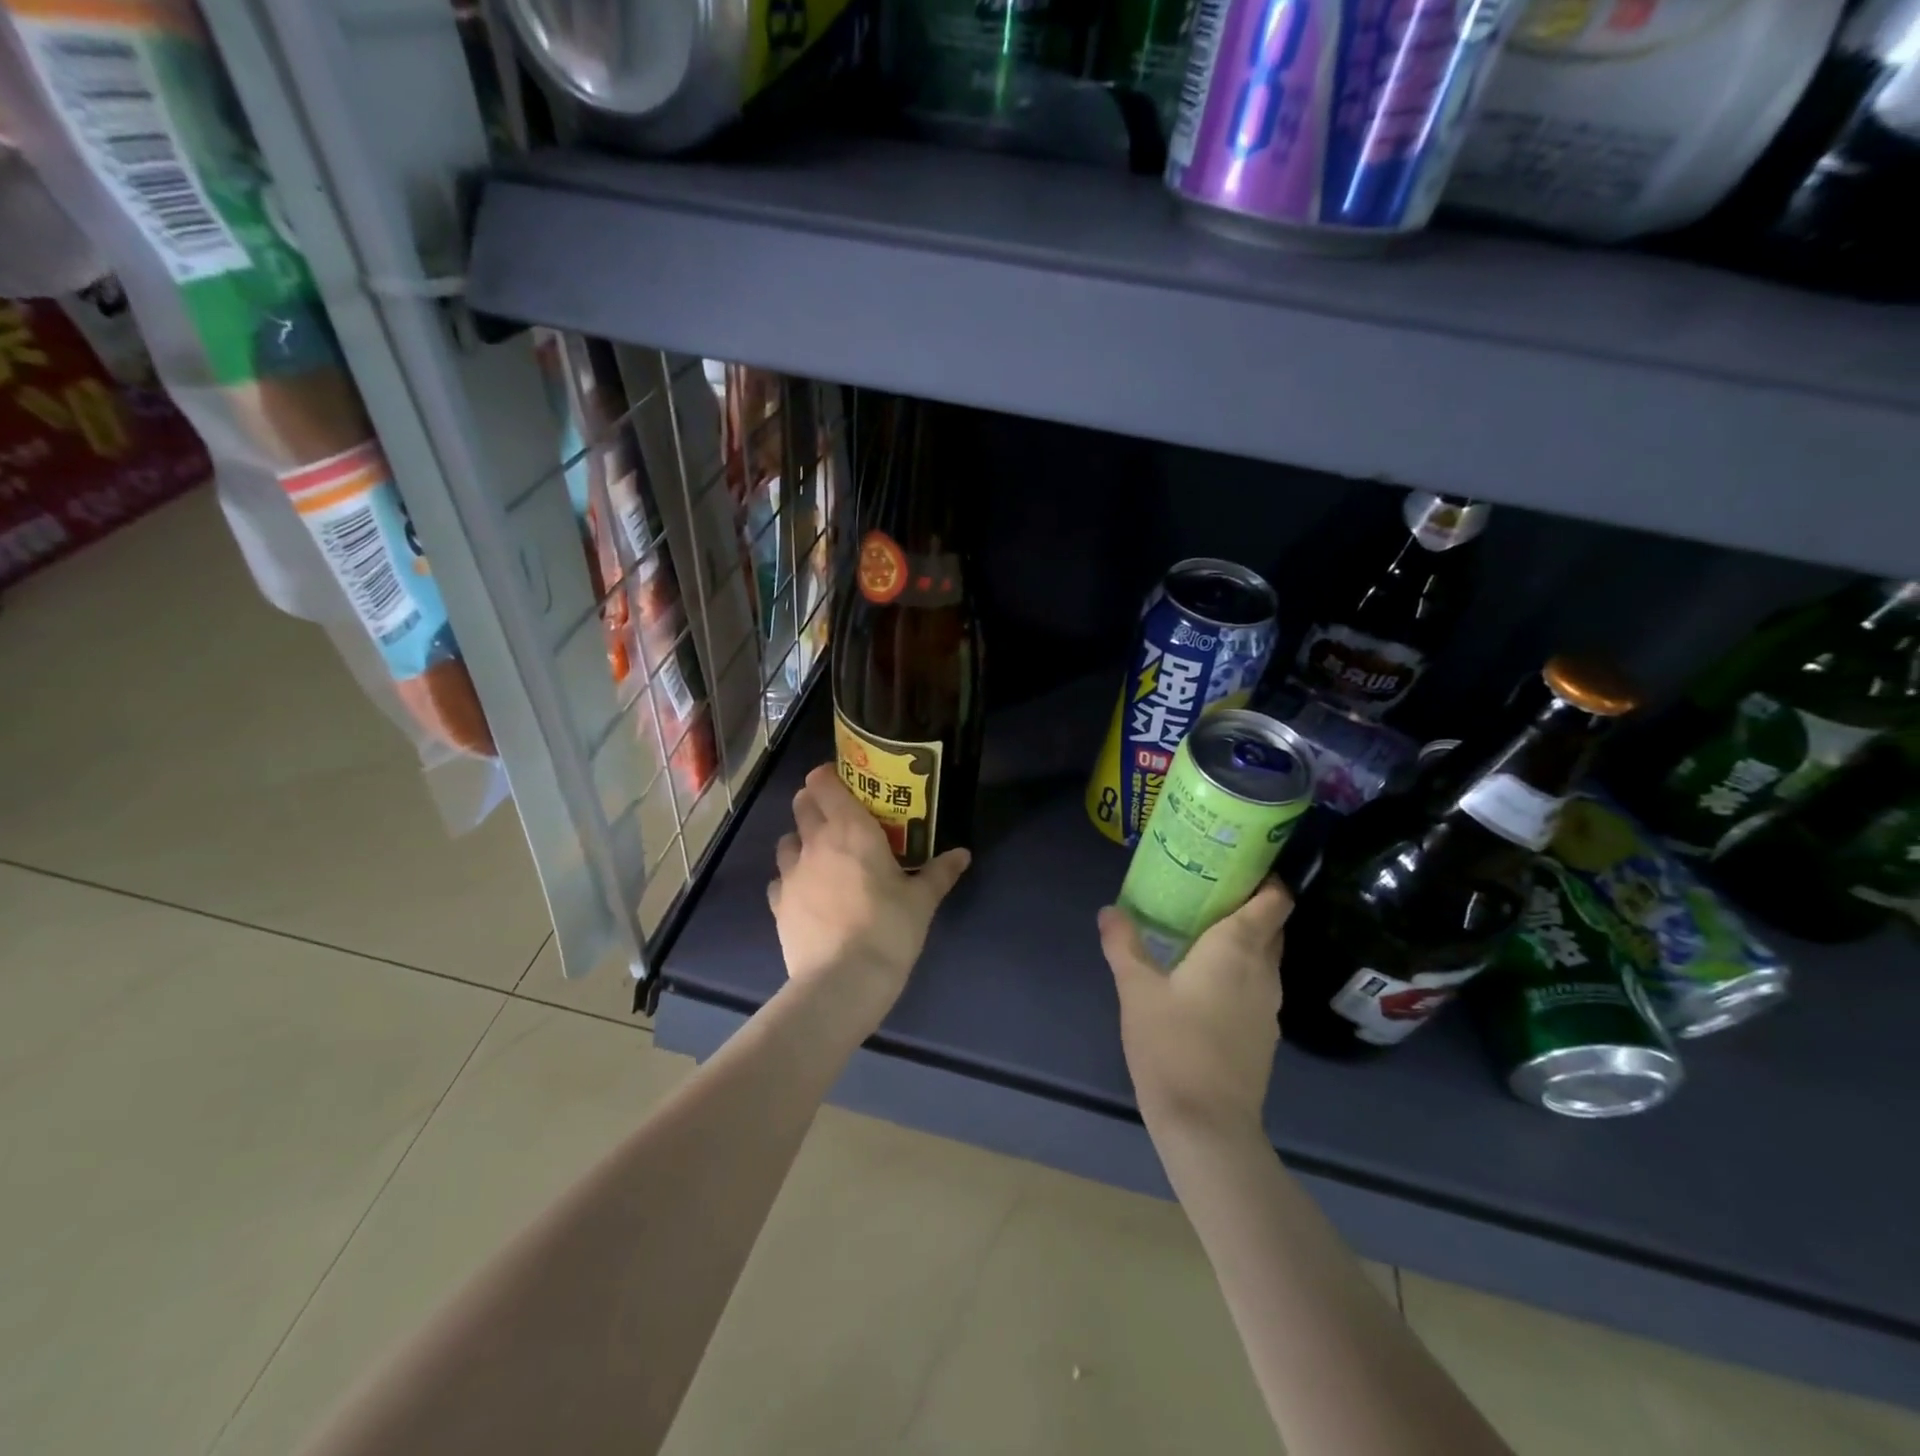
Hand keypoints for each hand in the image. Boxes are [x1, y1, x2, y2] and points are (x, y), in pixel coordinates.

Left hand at [768, 764, 970, 1008]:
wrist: (842, 980)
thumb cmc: (889, 929)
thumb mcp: (922, 900)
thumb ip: (940, 872)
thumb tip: (963, 854)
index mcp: (851, 829)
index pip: (823, 782)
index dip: (828, 775)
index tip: (843, 781)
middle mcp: (815, 842)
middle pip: (801, 804)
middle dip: (814, 803)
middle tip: (837, 817)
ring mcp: (792, 873)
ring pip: (786, 840)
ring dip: (801, 841)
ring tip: (821, 857)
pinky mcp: (778, 904)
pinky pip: (780, 879)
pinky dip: (791, 879)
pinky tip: (807, 894)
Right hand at [1098, 882, 1291, 1139]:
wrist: (1207, 1125)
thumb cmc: (1172, 1044)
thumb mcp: (1136, 989)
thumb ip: (1123, 945)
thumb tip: (1109, 910)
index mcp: (1238, 948)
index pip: (1275, 899)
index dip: (1266, 877)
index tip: (1238, 864)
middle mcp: (1263, 970)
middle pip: (1272, 925)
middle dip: (1248, 904)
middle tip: (1208, 891)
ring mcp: (1269, 1005)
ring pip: (1265, 957)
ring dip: (1244, 939)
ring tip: (1201, 930)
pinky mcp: (1264, 1034)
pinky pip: (1257, 985)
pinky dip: (1240, 971)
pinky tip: (1205, 980)